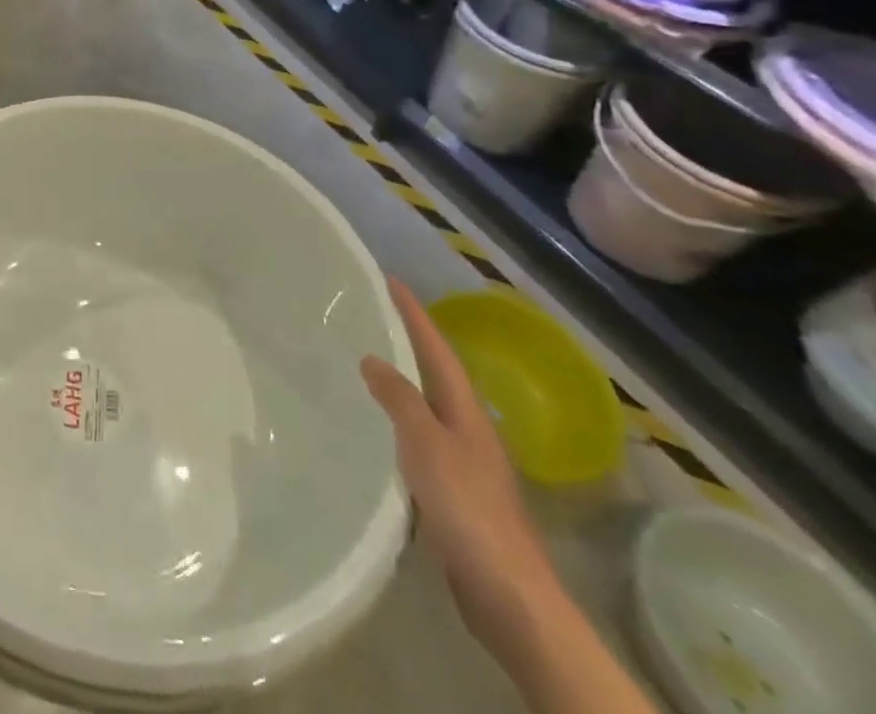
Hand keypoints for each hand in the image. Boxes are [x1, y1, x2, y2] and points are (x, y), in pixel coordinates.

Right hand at [361, 279, 560, 659]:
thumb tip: (373, 358)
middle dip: (409, 343)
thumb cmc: (467, 508)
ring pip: (427, 409)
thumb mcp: (427, 444)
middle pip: (435, 375)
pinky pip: (420, 441)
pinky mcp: (454, 495)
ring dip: (402, 383)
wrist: (508, 595)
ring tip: (367, 364)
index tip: (391, 281)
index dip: (415, 315)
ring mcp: (464, 464)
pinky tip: (378, 431)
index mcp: (465, 413)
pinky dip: (398, 424)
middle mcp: (468, 431)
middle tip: (373, 317)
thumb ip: (399, 399)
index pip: (436, 351)